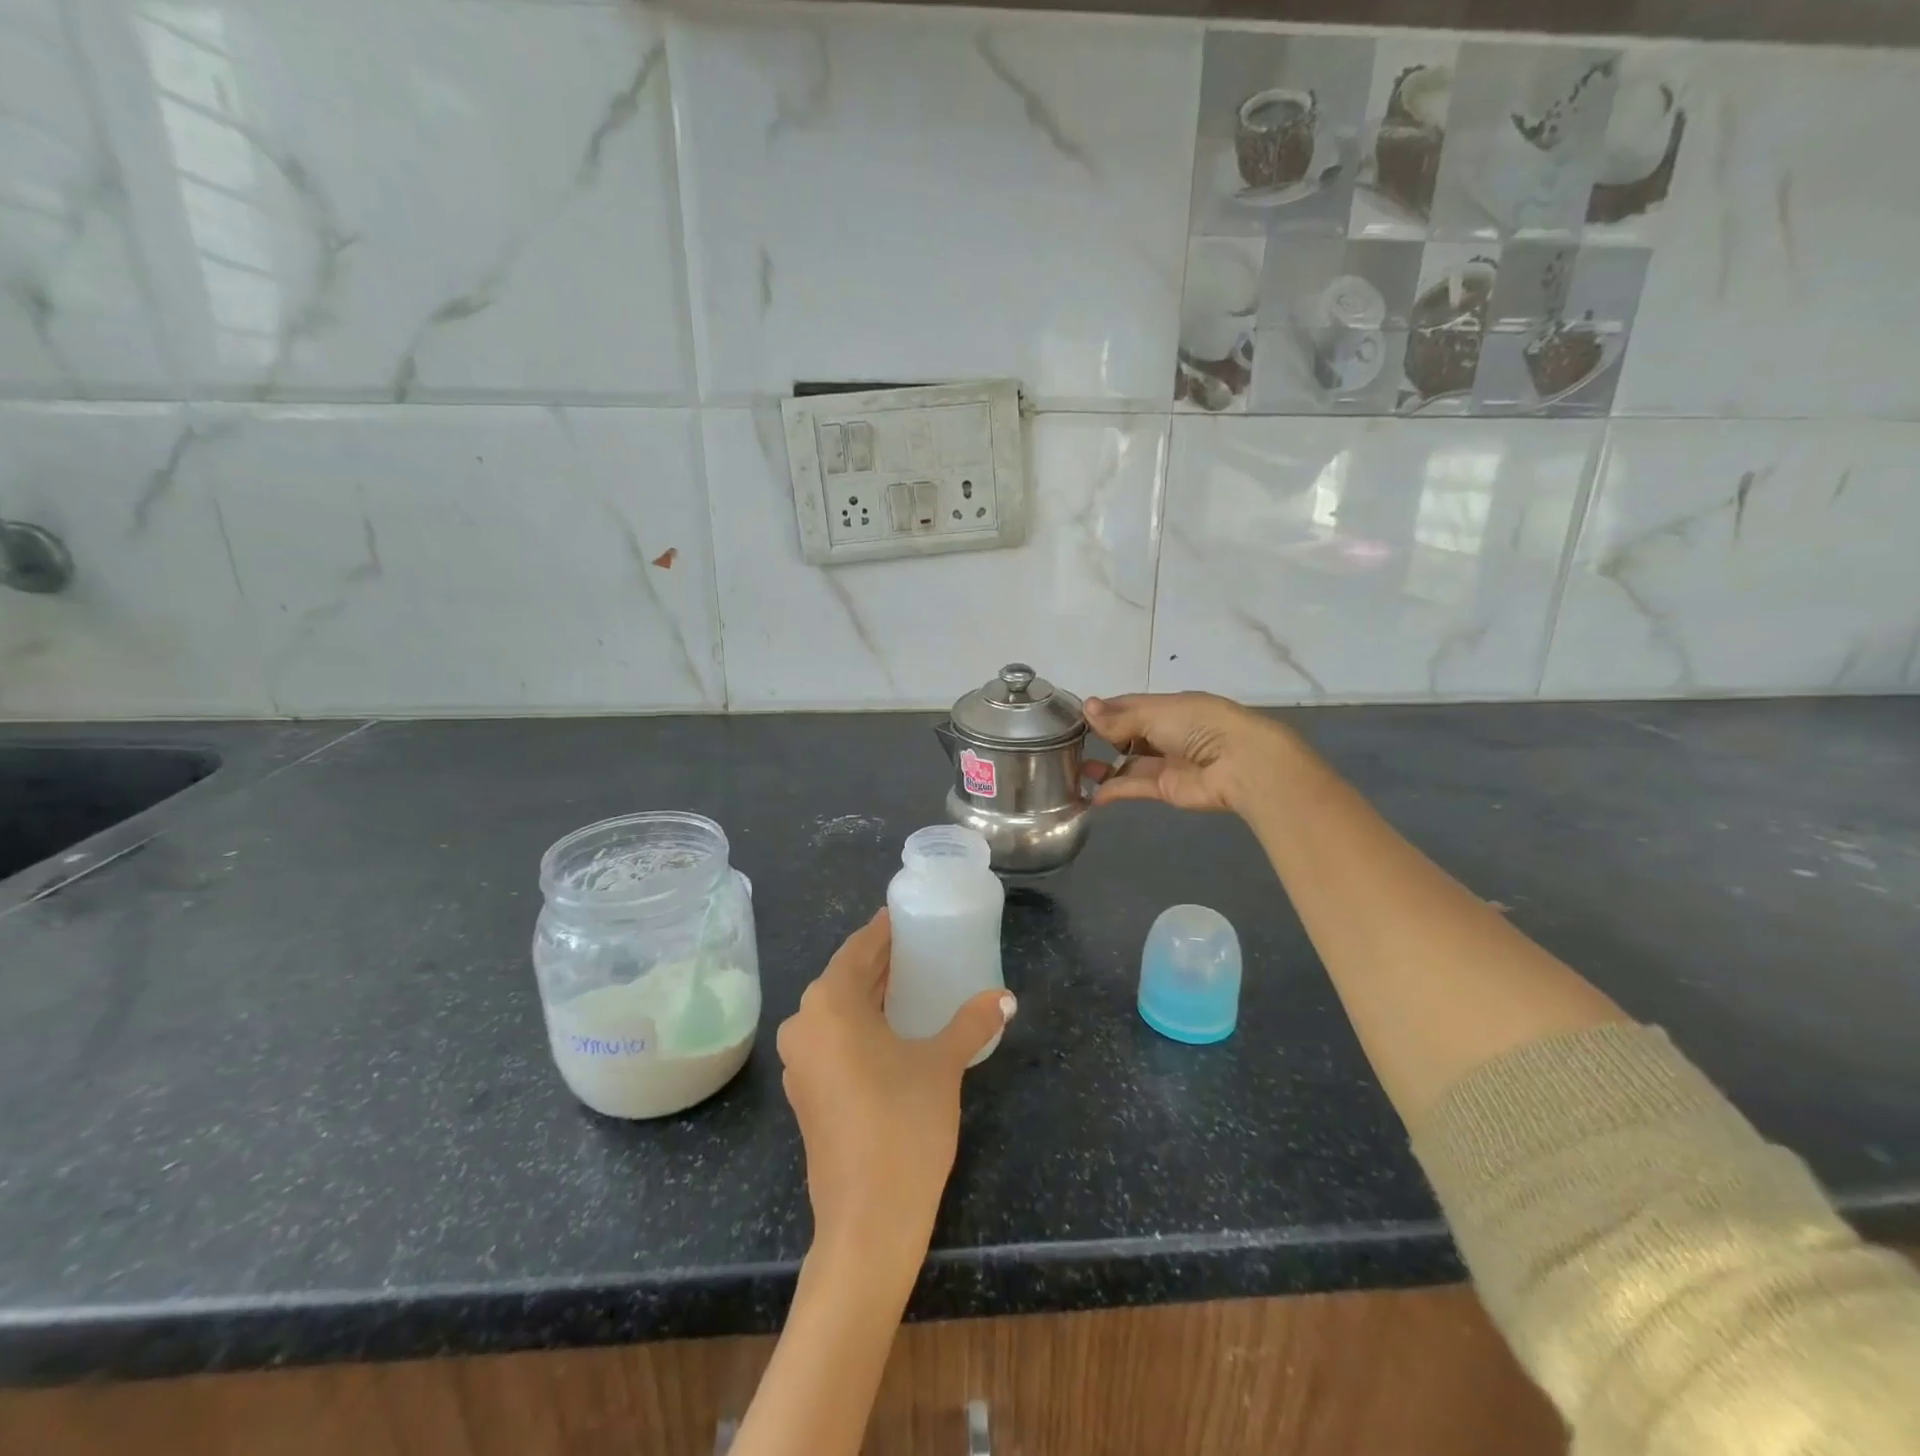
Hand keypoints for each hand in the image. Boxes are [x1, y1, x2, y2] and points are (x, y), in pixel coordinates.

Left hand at [776, 909, 1014, 1274]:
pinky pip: (831, 1039)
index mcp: (829, 1004)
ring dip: (868, 995)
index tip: (904, 916)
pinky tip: (890, 1030)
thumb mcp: (943, 1065)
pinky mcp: (805, 1093)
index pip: (857, 950)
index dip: (882, 932)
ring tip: (909, 984)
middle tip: (917, 948)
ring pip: (836, 1010)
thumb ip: (971, 1023)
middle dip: (878, 962)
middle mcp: (805, 1025)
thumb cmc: (904, 1124)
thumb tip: (1005, 999)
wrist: (868, 1220)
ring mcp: (799, 1062)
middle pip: (844, 978)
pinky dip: (858, 1025)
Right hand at [1085, 691, 1297, 817]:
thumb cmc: (1198, 725)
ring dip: (1104, 766)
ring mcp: (1166, 762)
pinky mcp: (1165, 788)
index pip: (1128, 706)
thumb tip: (1086, 708)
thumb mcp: (1155, 713)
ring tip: (1076, 769)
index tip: (1075, 717)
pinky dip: (1113, 789)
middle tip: (1070, 744)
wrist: (1239, 763)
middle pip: (1127, 734)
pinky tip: (1091, 793)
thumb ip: (1119, 718)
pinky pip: (1134, 786)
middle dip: (1102, 737)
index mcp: (1168, 707)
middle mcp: (1166, 732)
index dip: (1103, 711)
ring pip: (1129, 762)